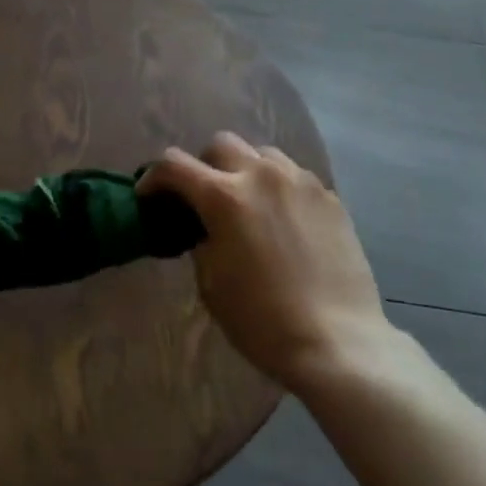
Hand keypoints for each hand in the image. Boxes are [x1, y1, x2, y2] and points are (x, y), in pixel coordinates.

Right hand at [140, 132, 387, 390]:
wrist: (337, 341)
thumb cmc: (262, 319)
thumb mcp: (211, 283)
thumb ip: (201, 240)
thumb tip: (202, 226)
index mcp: (224, 196)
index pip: (174, 165)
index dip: (153, 177)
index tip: (149, 195)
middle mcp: (261, 175)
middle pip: (221, 144)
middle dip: (203, 166)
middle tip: (203, 198)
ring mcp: (300, 182)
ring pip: (262, 153)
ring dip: (244, 170)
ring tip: (247, 202)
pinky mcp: (329, 196)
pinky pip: (294, 176)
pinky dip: (278, 187)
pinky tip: (282, 220)